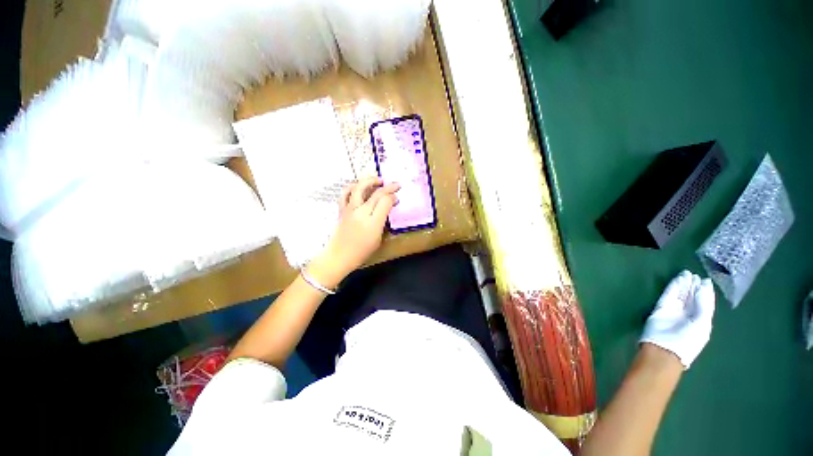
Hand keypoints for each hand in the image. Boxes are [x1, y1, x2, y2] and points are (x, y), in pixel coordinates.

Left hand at [307, 177, 398, 288]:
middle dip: (387, 185)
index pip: (384, 201)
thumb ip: (383, 219)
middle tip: (394, 184)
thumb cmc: (362, 250)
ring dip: (369, 181)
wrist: (339, 256)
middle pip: (374, 192)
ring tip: (377, 181)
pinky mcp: (342, 210)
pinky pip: (346, 193)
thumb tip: (388, 206)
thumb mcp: (378, 237)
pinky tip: (358, 187)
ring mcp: (349, 209)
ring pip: (358, 188)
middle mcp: (360, 212)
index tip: (397, 197)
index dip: (393, 196)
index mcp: (372, 221)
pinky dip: (353, 187)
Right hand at [639, 270, 715, 368]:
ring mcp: (674, 311)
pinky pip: (669, 294)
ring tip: (687, 273)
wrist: (664, 349)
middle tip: (695, 274)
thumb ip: (703, 304)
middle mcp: (688, 314)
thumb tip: (703, 285)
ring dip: (683, 284)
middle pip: (691, 297)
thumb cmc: (688, 341)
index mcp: (700, 320)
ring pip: (680, 294)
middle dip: (693, 286)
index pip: (703, 303)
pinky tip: (678, 279)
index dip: (705, 291)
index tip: (705, 279)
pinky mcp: (661, 308)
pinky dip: (673, 286)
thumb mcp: (702, 324)